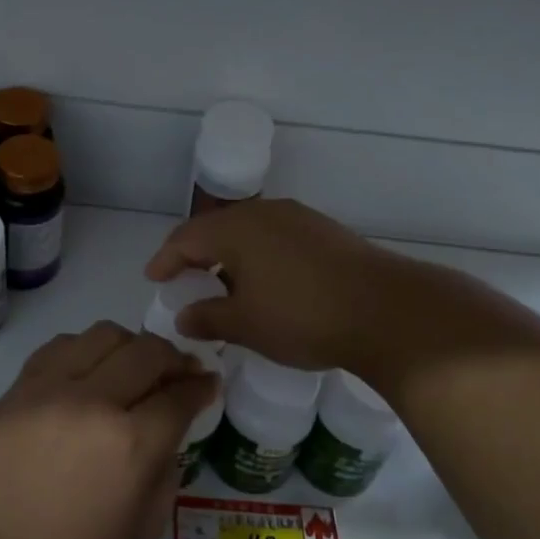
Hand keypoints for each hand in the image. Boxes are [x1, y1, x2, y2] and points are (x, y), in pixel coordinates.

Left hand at [0, 323, 218, 538]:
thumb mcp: (143, 534)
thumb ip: (166, 473)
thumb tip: (167, 433)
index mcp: (133, 445)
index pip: (181, 395)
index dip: (201, 386)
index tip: (208, 383)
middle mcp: (97, 402)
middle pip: (149, 352)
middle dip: (174, 358)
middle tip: (179, 371)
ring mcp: (54, 387)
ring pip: (106, 334)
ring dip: (131, 345)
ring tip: (132, 365)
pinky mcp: (22, 385)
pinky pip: (62, 344)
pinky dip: (86, 348)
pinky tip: (89, 368)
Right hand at [145, 199, 412, 372]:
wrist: (386, 311)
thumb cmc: (302, 317)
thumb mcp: (246, 325)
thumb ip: (208, 318)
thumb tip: (183, 317)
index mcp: (236, 229)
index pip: (186, 237)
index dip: (165, 259)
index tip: (153, 279)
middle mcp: (265, 213)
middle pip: (217, 228)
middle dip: (197, 254)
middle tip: (184, 279)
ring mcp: (299, 218)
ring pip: (249, 232)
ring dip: (230, 256)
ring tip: (224, 285)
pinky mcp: (325, 232)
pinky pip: (276, 238)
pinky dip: (259, 257)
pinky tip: (266, 284)